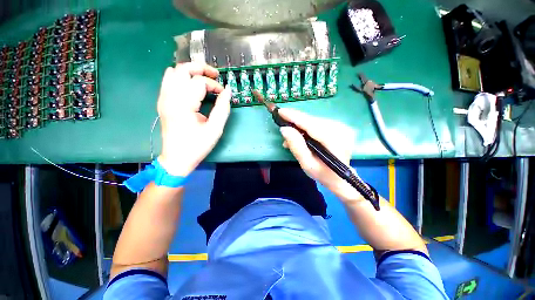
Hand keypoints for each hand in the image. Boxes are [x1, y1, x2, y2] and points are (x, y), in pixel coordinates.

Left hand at [157, 63, 230, 175]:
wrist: (177, 158)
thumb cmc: (197, 146)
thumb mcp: (215, 129)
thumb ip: (223, 108)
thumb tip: (227, 91)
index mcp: (183, 105)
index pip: (200, 82)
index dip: (214, 85)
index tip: (223, 95)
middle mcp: (170, 97)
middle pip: (183, 69)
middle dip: (201, 68)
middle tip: (215, 75)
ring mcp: (163, 98)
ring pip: (173, 71)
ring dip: (191, 71)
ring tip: (204, 79)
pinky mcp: (162, 102)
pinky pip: (168, 80)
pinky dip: (181, 77)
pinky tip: (191, 86)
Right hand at [278, 108, 362, 201]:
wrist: (341, 177)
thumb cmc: (323, 174)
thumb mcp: (307, 164)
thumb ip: (296, 146)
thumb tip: (284, 129)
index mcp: (334, 141)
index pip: (311, 124)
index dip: (294, 117)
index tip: (280, 111)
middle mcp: (340, 130)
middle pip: (312, 120)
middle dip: (295, 121)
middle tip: (282, 123)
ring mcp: (341, 127)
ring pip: (314, 121)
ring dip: (300, 125)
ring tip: (290, 135)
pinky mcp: (339, 126)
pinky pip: (318, 123)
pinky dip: (307, 127)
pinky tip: (300, 135)